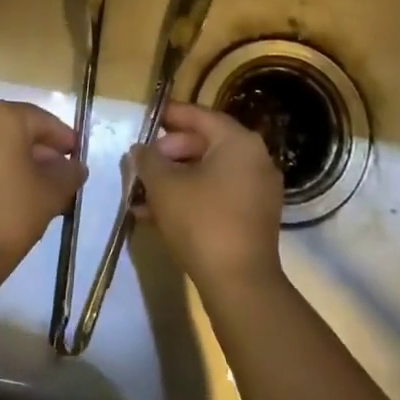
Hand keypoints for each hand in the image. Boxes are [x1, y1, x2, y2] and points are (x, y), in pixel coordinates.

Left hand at [0, 101, 83, 287]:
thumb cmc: (8, 213)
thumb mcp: (51, 192)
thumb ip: (68, 174)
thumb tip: (75, 167)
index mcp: (0, 117)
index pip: (42, 120)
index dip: (65, 139)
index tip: (79, 159)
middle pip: (18, 133)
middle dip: (43, 155)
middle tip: (64, 180)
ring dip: (22, 168)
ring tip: (44, 196)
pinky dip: (0, 177)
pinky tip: (16, 203)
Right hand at [132, 102, 283, 290]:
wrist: (239, 284)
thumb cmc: (201, 221)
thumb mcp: (164, 186)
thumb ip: (148, 160)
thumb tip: (141, 150)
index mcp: (238, 142)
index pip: (200, 116)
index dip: (171, 114)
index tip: (147, 116)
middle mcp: (255, 159)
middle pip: (204, 144)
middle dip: (168, 154)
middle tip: (141, 165)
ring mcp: (258, 190)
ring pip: (208, 173)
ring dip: (174, 180)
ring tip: (142, 194)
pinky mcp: (254, 218)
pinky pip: (217, 195)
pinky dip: (191, 198)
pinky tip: (158, 215)